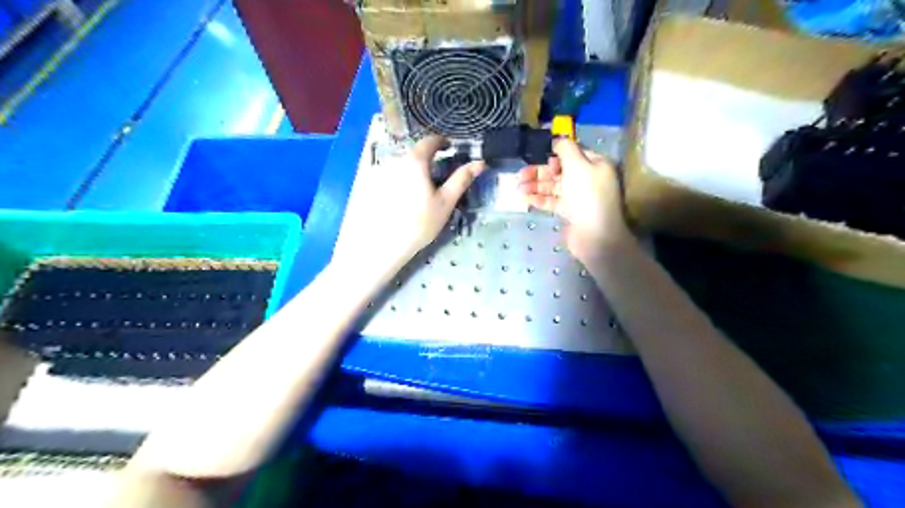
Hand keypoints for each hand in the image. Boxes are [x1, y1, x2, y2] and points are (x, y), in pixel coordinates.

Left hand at [334, 134, 487, 277]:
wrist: (384, 245)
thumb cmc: (420, 223)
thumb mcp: (446, 202)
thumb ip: (462, 179)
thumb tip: (480, 163)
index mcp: (414, 161)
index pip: (429, 141)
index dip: (441, 142)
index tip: (449, 148)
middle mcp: (394, 160)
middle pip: (414, 154)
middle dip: (427, 161)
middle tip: (437, 177)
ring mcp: (379, 172)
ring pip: (401, 165)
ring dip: (412, 172)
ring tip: (419, 192)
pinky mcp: (369, 185)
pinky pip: (388, 176)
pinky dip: (398, 181)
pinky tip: (402, 200)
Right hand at [516, 140, 630, 263]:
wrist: (595, 235)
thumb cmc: (587, 195)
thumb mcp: (577, 165)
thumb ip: (565, 149)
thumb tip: (557, 139)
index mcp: (595, 164)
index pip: (573, 153)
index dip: (555, 154)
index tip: (539, 157)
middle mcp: (588, 178)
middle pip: (560, 171)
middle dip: (539, 172)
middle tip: (520, 175)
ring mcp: (579, 197)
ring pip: (554, 187)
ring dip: (536, 185)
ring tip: (517, 187)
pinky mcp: (570, 212)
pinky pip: (552, 201)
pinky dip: (539, 199)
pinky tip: (524, 198)